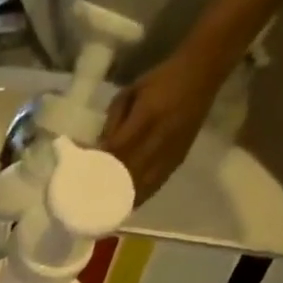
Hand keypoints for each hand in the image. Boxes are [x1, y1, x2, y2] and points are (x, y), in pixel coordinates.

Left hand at [98, 45, 231, 201]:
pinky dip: (138, 197)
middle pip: (127, 173)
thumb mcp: (131, 92)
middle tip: (86, 200)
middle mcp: (160, 138)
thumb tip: (95, 150)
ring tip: (103, 210)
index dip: (98, 165)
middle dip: (106, 188)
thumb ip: (112, 122)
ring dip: (122, 199)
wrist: (203, 72)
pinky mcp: (179, 159)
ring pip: (142, 185)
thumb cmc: (162, 79)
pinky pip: (155, 185)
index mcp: (147, 116)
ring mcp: (171, 152)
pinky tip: (124, 205)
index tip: (79, 177)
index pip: (117, 150)